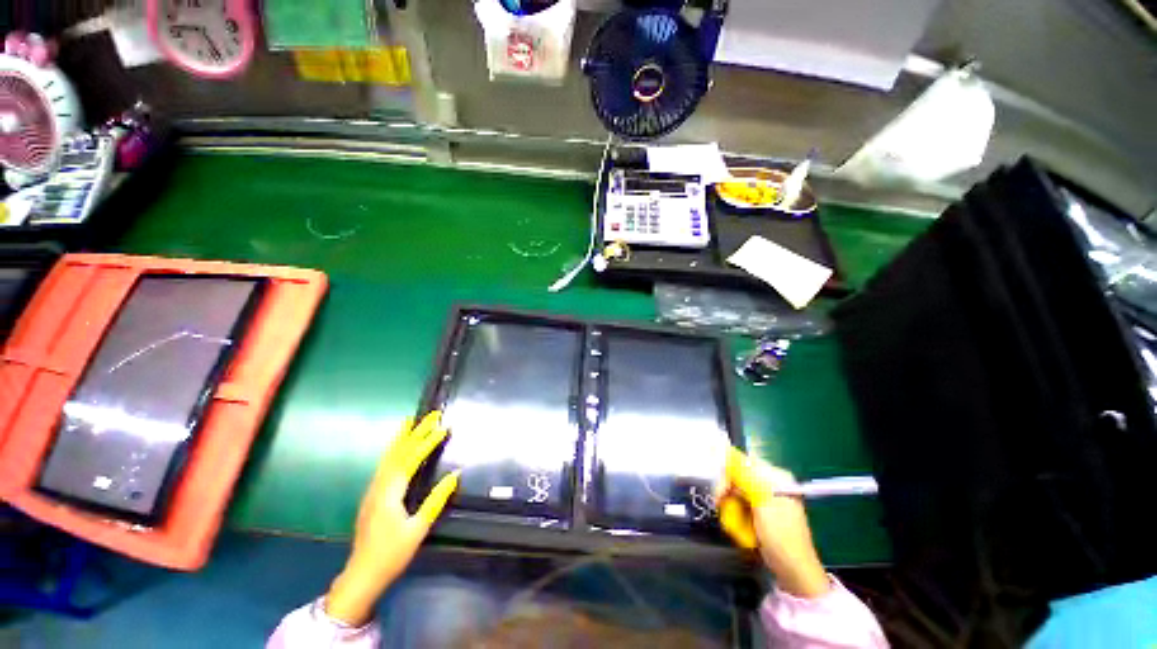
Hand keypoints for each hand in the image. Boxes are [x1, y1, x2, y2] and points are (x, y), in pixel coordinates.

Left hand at [325, 412, 458, 625]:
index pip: (410, 460)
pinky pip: (385, 465)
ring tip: (411, 420)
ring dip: (401, 437)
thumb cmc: (392, 554)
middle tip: (431, 415)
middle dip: (414, 432)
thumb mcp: (418, 529)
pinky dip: (394, 450)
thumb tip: (455, 474)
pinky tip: (399, 447)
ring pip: (388, 457)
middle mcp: (379, 486)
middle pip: (398, 453)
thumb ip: (436, 500)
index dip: (427, 442)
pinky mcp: (373, 496)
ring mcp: (373, 490)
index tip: (443, 428)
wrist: (361, 576)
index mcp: (390, 493)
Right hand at [716, 447, 829, 598]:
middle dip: (728, 490)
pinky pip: (740, 503)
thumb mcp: (762, 503)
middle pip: (738, 476)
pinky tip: (738, 524)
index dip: (728, 472)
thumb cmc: (781, 537)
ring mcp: (767, 498)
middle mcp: (772, 483)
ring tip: (731, 519)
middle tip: (720, 504)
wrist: (794, 573)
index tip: (720, 490)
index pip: (744, 462)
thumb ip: (745, 476)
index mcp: (777, 477)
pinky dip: (736, 512)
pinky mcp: (762, 511)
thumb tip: (727, 451)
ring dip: (730, 504)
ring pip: (736, 490)